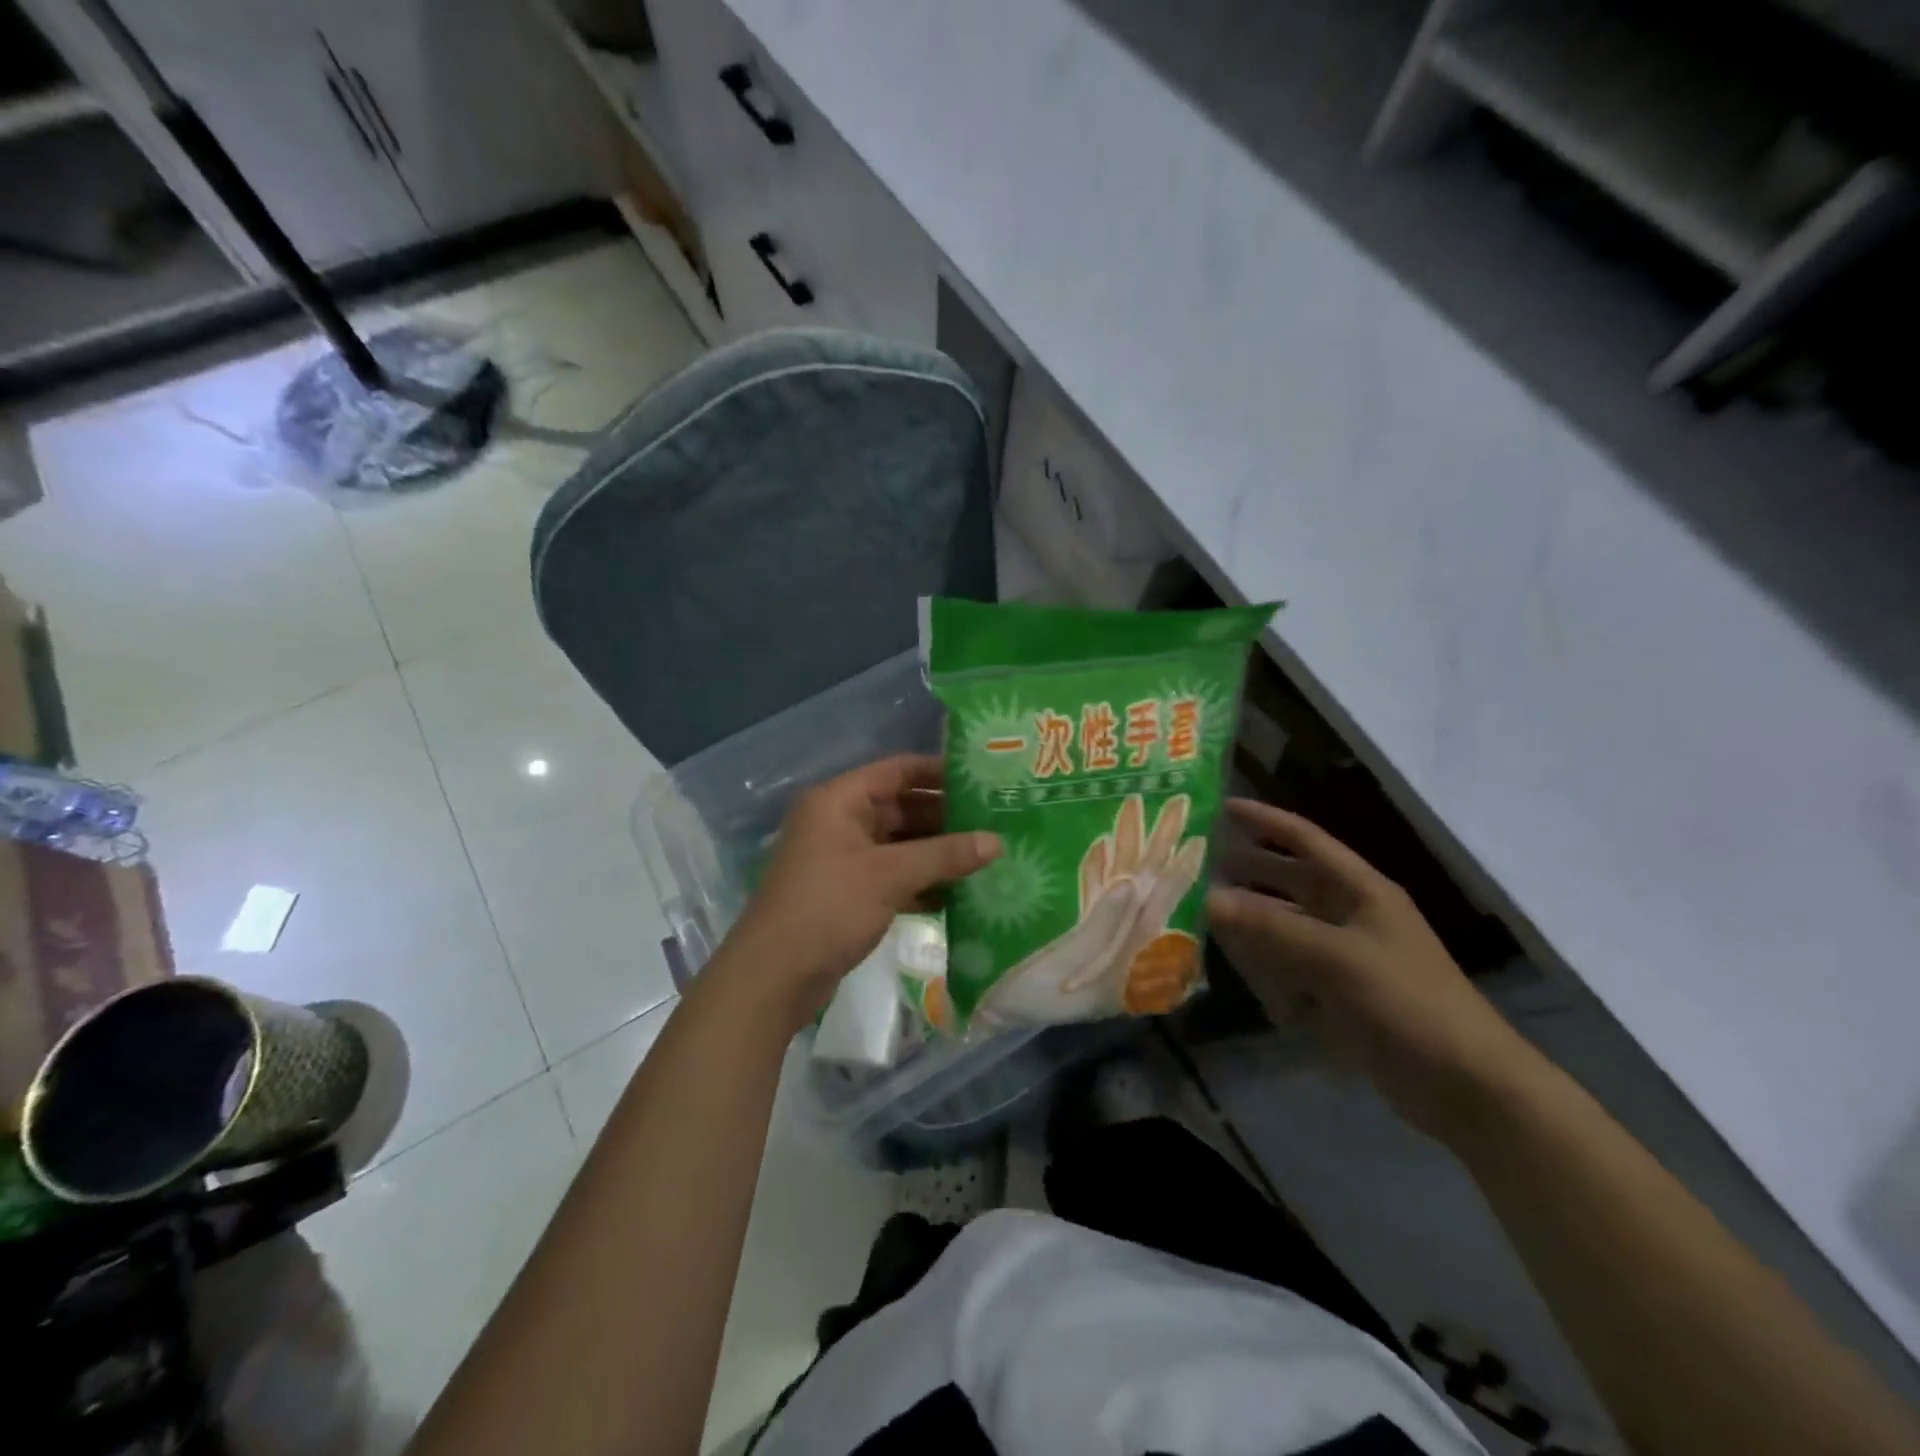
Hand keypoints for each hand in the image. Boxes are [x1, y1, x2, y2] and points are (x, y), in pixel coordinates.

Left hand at [720, 755, 999, 1031]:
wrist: (774, 976)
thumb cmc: (828, 908)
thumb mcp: (889, 876)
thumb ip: (944, 855)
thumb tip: (997, 842)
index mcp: (839, 800)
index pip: (897, 770)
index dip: (939, 771)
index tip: (982, 779)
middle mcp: (839, 821)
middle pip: (900, 806)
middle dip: (944, 816)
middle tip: (993, 821)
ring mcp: (842, 857)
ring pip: (898, 843)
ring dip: (935, 851)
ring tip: (985, 855)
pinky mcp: (847, 891)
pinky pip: (891, 874)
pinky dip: (920, 880)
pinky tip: (957, 892)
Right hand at [1206, 799, 1538, 1140]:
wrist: (1464, 1084)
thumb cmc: (1407, 1003)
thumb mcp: (1336, 958)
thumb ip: (1270, 927)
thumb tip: (1207, 898)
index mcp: (1361, 890)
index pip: (1305, 839)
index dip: (1264, 820)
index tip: (1220, 807)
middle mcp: (1350, 913)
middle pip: (1290, 878)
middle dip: (1248, 867)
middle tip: (1196, 860)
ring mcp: (1344, 953)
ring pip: (1285, 920)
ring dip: (1248, 913)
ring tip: (1201, 906)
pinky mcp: (1337, 990)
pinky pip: (1288, 961)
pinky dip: (1261, 956)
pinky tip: (1231, 958)